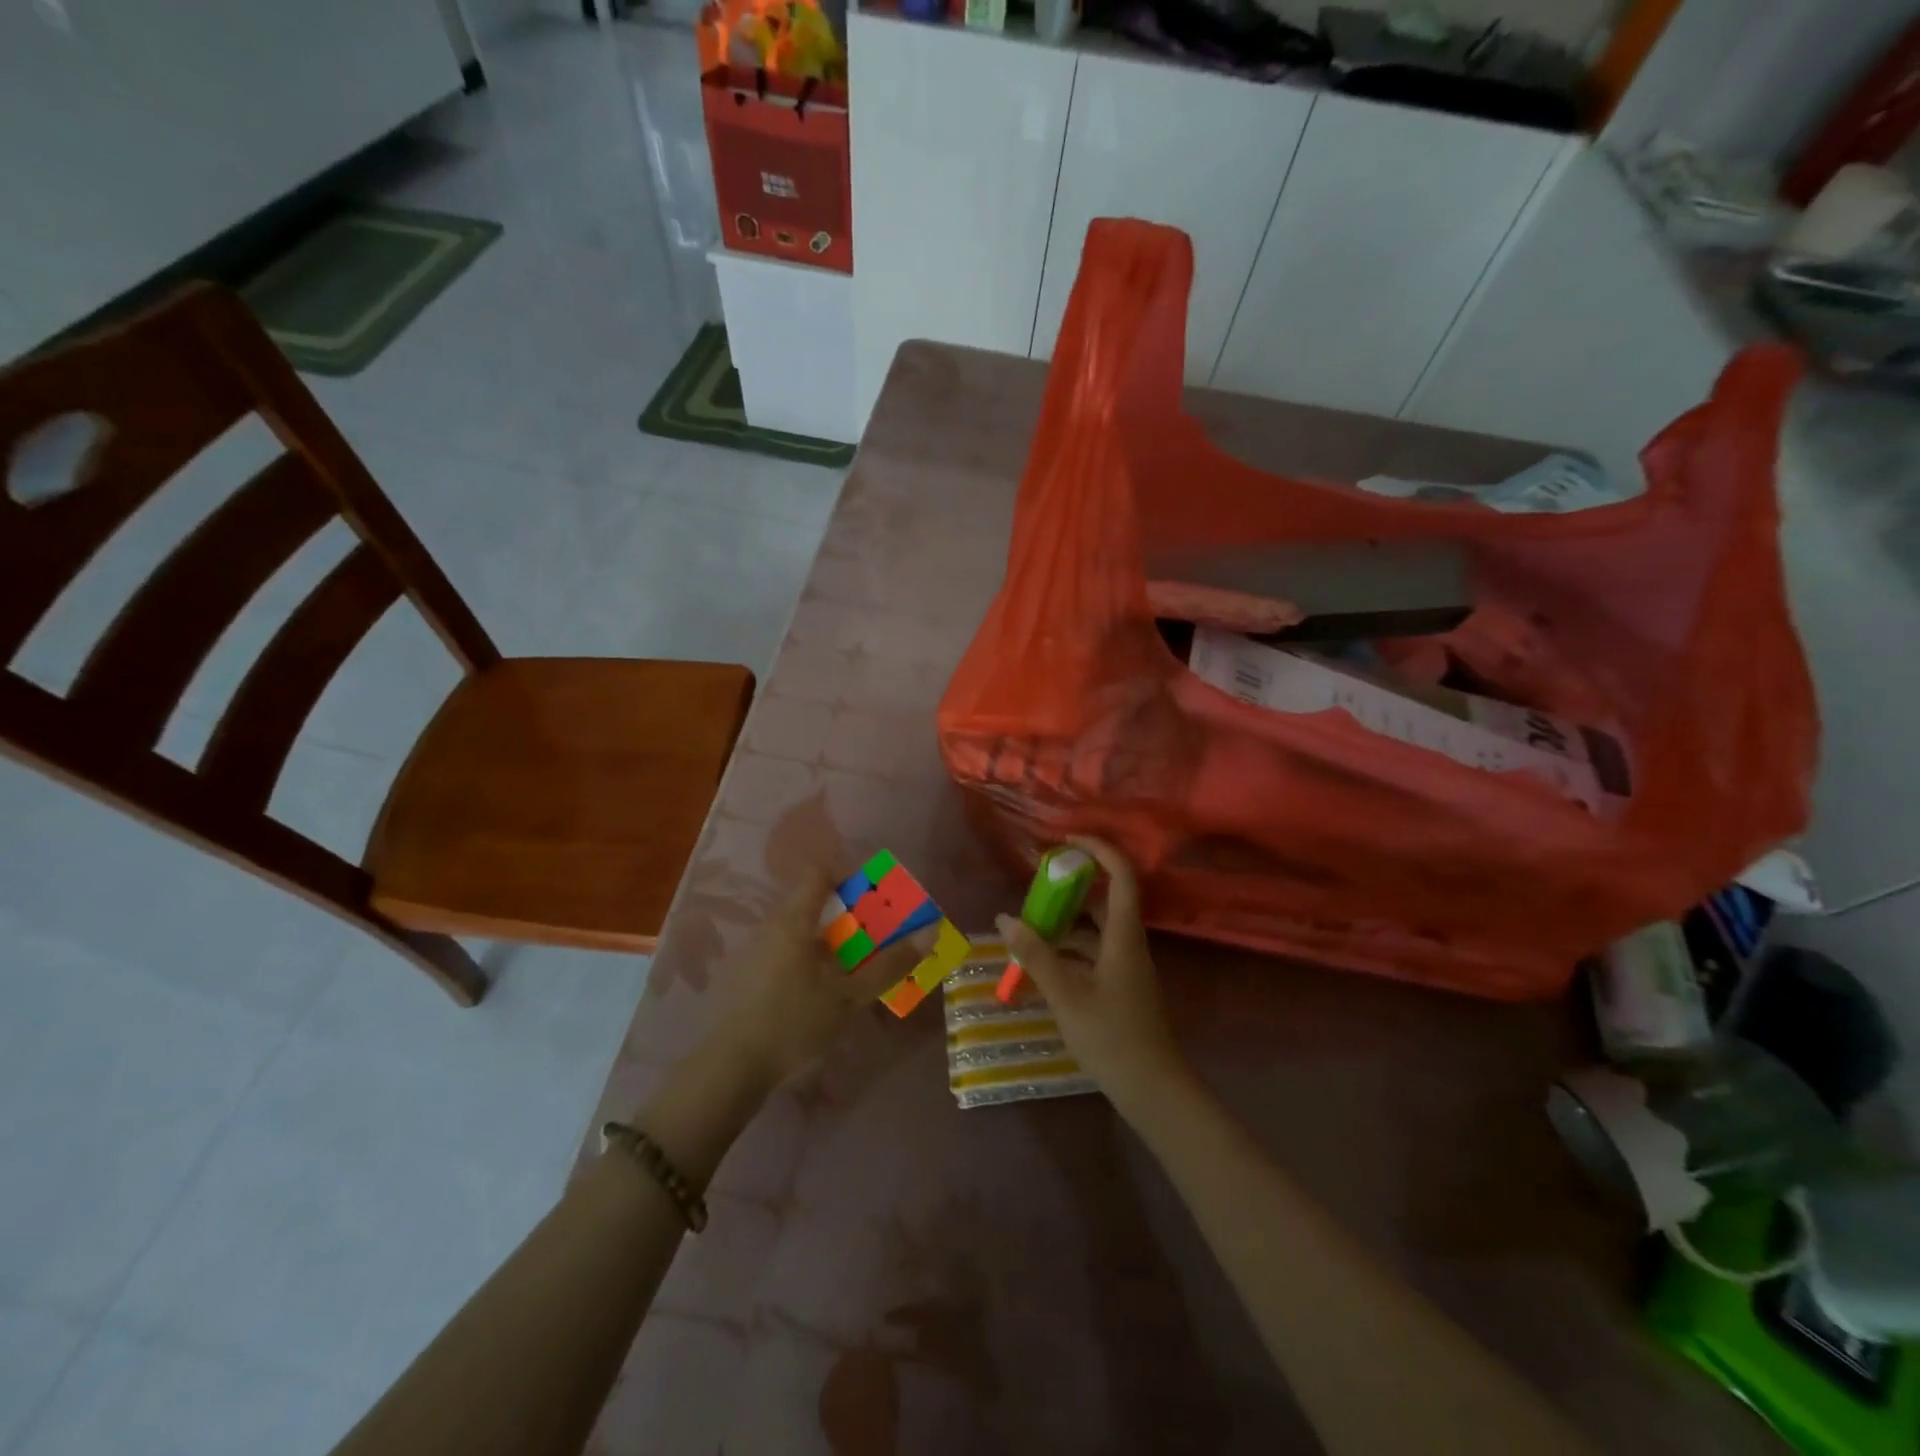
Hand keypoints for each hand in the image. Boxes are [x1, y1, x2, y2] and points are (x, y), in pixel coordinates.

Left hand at [712, 867, 936, 1090]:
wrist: (729, 1070)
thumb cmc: (792, 1023)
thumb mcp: (848, 997)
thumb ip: (888, 965)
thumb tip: (928, 933)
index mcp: (793, 920)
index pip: (820, 872)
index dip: (850, 875)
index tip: (877, 896)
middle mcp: (771, 926)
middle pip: (812, 901)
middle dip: (848, 912)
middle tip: (877, 934)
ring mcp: (755, 951)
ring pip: (800, 929)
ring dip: (831, 938)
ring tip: (858, 963)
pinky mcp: (748, 977)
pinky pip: (787, 951)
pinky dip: (812, 957)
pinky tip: (824, 989)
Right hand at [994, 837, 1191, 1119]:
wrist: (1153, 1089)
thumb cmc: (1111, 1036)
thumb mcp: (1066, 994)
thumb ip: (1035, 955)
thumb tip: (1005, 918)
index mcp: (1123, 936)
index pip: (1121, 876)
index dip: (1100, 850)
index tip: (1068, 840)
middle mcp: (1128, 943)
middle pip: (1105, 901)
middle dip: (1072, 889)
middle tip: (1036, 887)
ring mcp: (1127, 967)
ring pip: (1096, 930)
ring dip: (1066, 924)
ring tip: (1029, 926)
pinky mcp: (1122, 987)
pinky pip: (1094, 954)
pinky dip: (1070, 951)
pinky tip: (1043, 964)